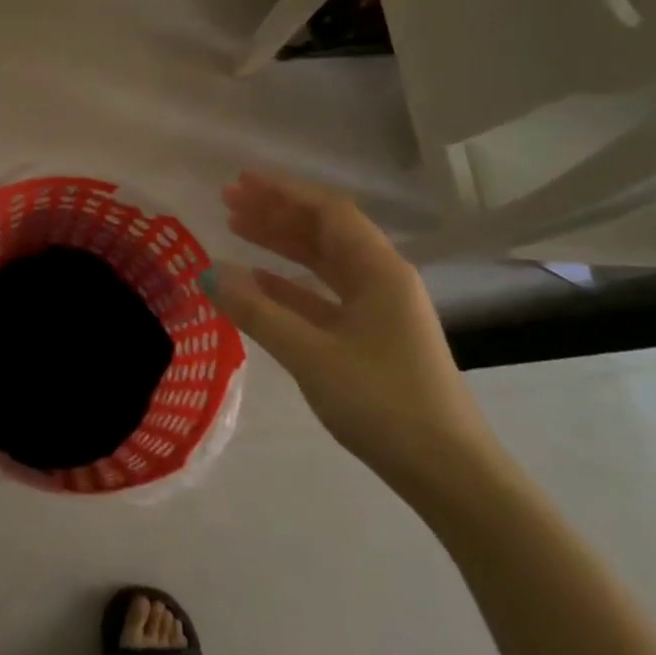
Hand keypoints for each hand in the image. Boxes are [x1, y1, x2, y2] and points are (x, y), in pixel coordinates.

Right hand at [200, 172, 500, 498]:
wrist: (447, 471)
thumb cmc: (382, 402)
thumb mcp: (312, 355)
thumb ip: (258, 313)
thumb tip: (209, 274)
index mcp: (379, 271)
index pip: (328, 212)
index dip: (283, 192)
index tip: (240, 183)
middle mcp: (382, 279)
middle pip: (324, 231)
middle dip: (276, 213)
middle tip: (227, 202)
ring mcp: (378, 310)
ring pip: (323, 262)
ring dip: (281, 244)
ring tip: (236, 229)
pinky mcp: (371, 338)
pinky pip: (324, 295)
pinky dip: (290, 283)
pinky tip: (259, 281)